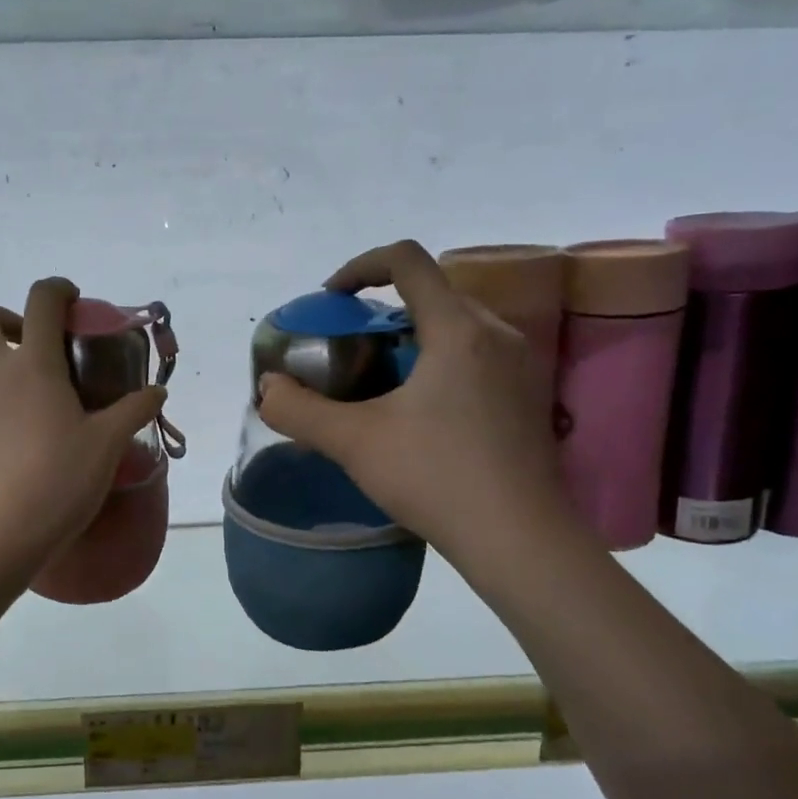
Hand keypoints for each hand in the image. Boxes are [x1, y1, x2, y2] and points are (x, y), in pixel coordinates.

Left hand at [0, 278, 167, 565]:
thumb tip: (158, 392)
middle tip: (28, 346)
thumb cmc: (61, 480)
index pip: (42, 301)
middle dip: (2, 318)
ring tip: (12, 398)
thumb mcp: (107, 444)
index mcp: (34, 365)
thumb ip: (133, 410)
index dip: (56, 289)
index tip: (69, 300)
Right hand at [257, 240, 576, 567]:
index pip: (407, 260)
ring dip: (412, 336)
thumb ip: (299, 410)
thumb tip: (268, 388)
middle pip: (432, 291)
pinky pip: (477, 354)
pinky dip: (439, 360)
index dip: (360, 266)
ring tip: (380, 380)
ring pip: (456, 324)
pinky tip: (421, 411)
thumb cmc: (436, 478)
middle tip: (350, 349)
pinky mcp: (529, 395)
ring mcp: (521, 364)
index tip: (331, 300)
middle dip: (382, 308)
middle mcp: (497, 333)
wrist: (519, 539)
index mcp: (457, 329)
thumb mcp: (353, 442)